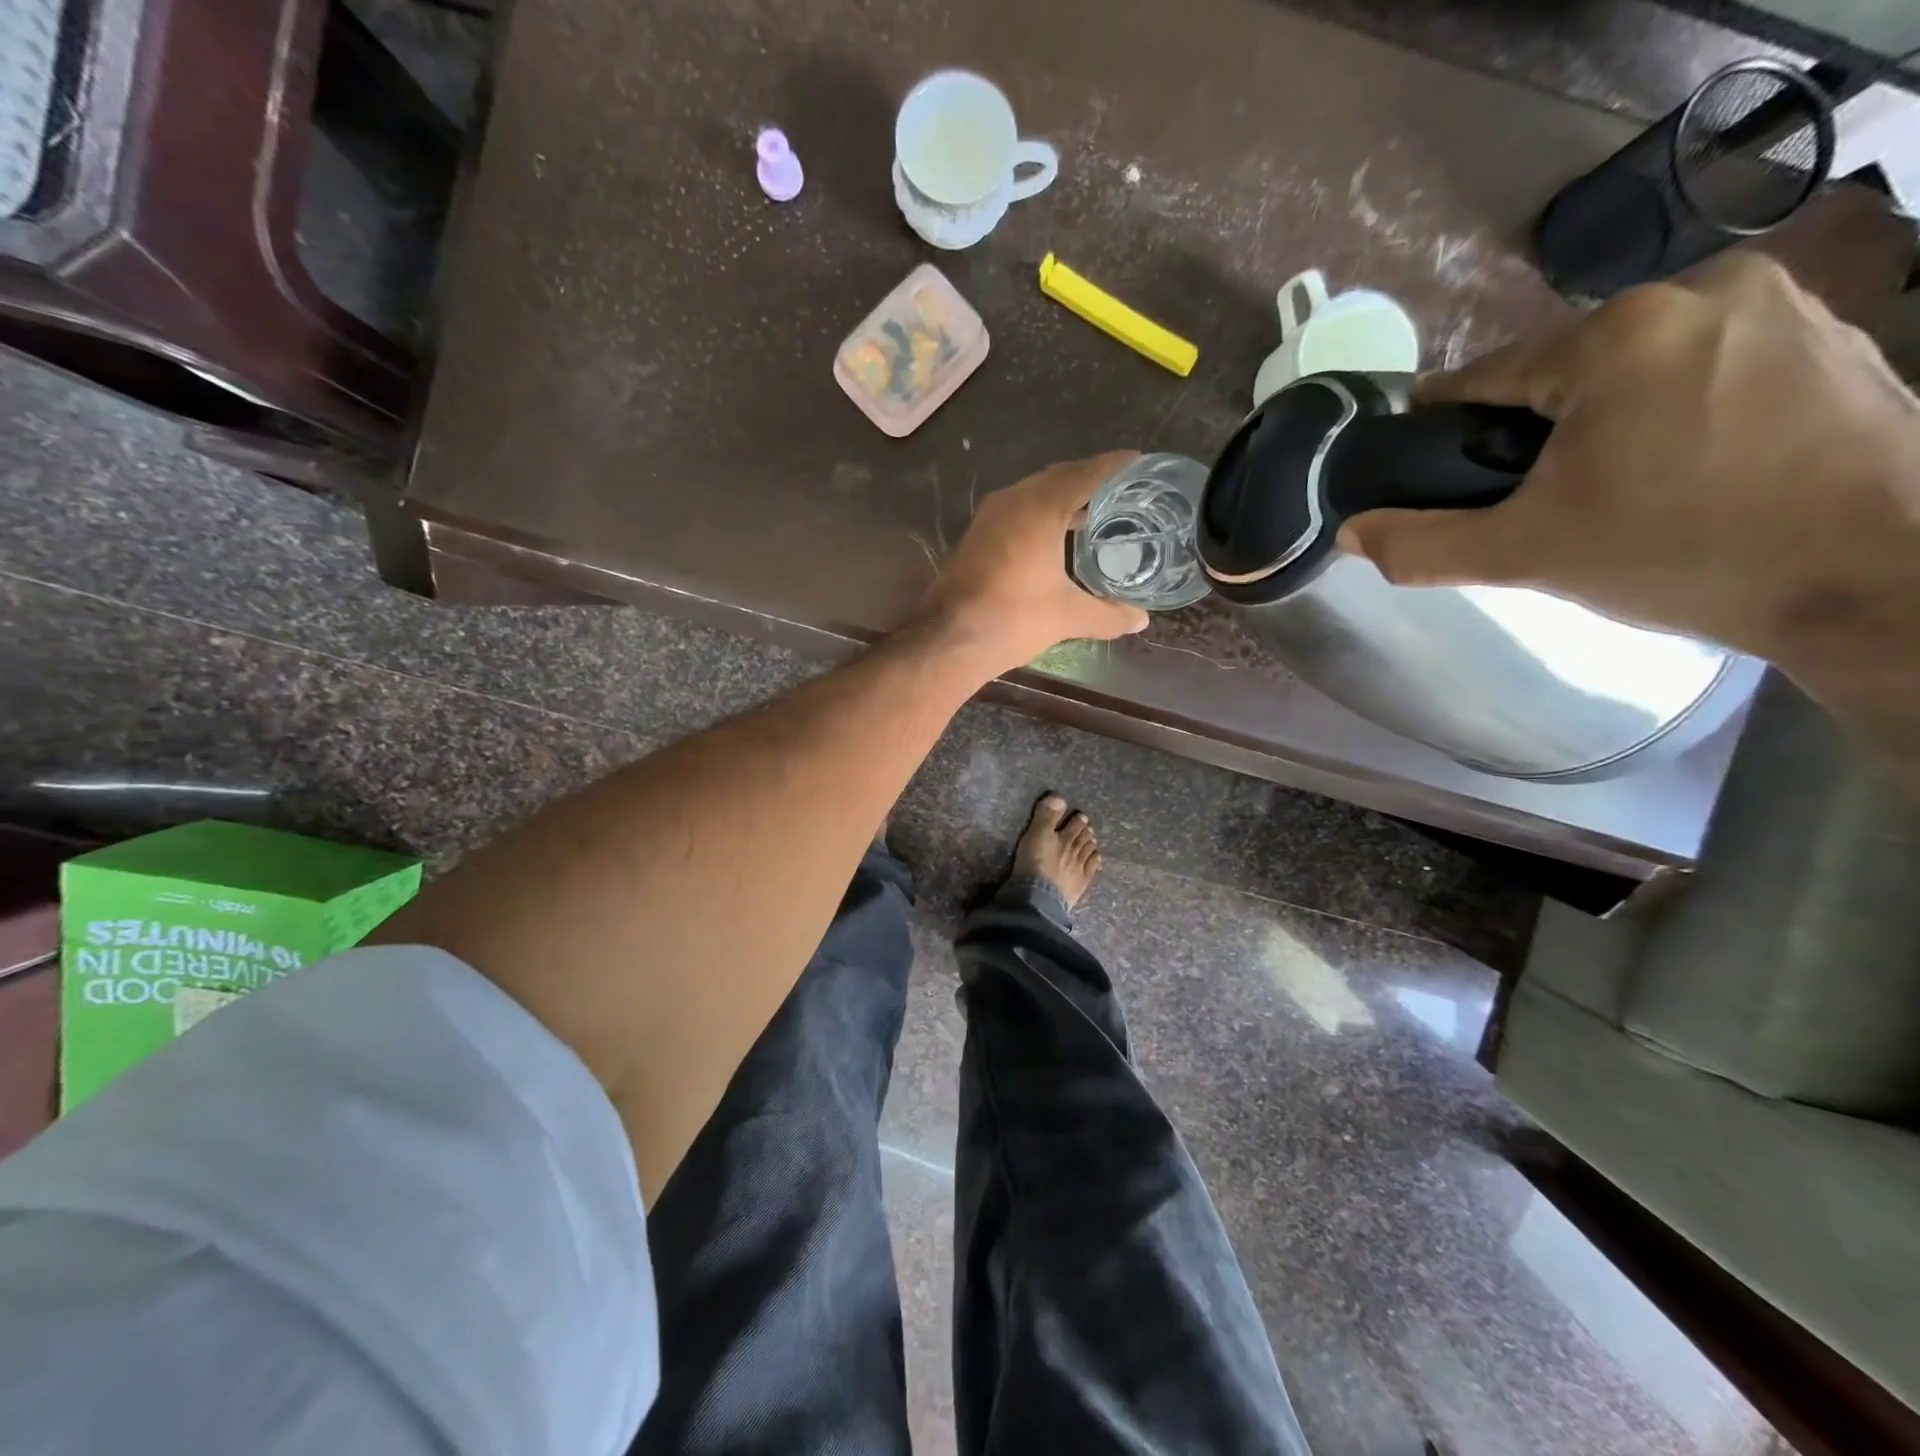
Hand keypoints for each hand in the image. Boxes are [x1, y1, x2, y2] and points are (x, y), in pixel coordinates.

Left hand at [922, 451, 1149, 673]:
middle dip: (1088, 480)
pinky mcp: (976, 536)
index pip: (1084, 474)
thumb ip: (1108, 614)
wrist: (950, 639)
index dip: (1113, 466)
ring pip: (1033, 494)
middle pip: (1057, 478)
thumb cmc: (1014, 618)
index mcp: (1039, 507)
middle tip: (1120, 491)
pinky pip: (1017, 511)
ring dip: (1062, 498)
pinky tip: (1055, 537)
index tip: (1138, 461)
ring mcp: (989, 517)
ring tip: (1093, 514)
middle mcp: (1012, 501)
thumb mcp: (1068, 616)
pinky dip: (1041, 514)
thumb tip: (1141, 620)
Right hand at [1340, 254, 1919, 660]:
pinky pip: (1704, 362)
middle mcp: (1698, 291)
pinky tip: (1684, 465)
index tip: (1436, 466)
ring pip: (1634, 363)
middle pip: (1562, 368)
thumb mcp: (1526, 556)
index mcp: (1615, 334)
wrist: (1884, 575)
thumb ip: (1421, 545)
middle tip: (1535, 498)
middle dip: (1534, 427)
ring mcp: (1778, 302)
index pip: (1485, 375)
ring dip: (1603, 415)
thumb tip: (1348, 533)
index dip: (1447, 425)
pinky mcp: (1831, 329)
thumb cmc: (1683, 554)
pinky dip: (1673, 405)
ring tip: (1612, 486)